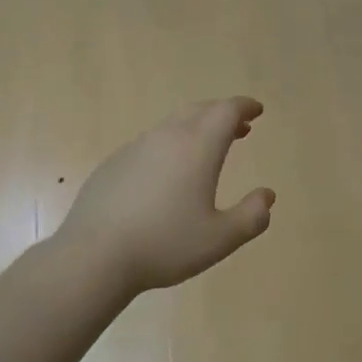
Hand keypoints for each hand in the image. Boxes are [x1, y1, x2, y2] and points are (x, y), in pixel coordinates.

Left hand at [57, 98, 275, 295]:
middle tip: (239, 127)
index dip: (244, 107)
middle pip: (199, 110)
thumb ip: (251, 216)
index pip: (226, 111)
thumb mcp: (220, 239)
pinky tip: (167, 174)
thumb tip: (267, 196)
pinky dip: (169, 145)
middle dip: (222, 113)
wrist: (95, 255)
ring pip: (171, 125)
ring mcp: (135, 148)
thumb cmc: (165, 245)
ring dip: (195, 127)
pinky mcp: (113, 164)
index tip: (256, 110)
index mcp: (197, 147)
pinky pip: (149, 144)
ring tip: (207, 148)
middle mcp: (166, 137)